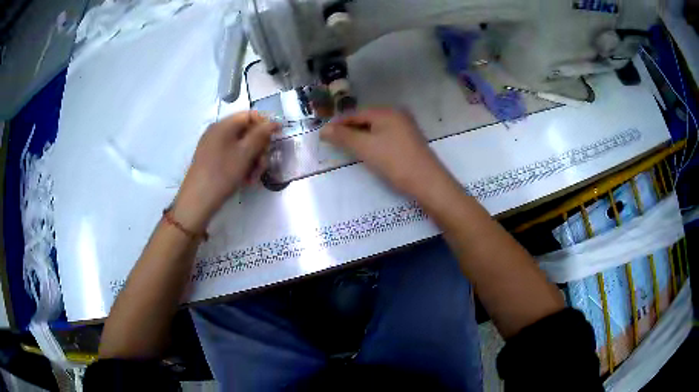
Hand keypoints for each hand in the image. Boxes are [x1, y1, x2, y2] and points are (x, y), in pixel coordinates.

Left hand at [172, 112, 278, 231]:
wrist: (197, 200)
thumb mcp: (245, 153)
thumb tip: (274, 122)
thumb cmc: (222, 173)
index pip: (250, 115)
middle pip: (246, 132)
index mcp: (224, 125)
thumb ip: (261, 135)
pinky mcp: (211, 160)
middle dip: (259, 148)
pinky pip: (232, 156)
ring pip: (241, 147)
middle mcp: (217, 132)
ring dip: (252, 161)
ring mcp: (213, 146)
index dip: (265, 124)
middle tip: (263, 165)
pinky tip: (245, 180)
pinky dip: (241, 166)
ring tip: (253, 178)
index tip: (277, 139)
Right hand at [321, 109, 455, 200]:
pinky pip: (385, 136)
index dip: (338, 123)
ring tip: (348, 148)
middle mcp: (397, 115)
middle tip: (334, 142)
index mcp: (386, 112)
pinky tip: (369, 151)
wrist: (427, 182)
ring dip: (360, 137)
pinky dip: (373, 142)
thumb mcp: (365, 147)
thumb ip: (343, 137)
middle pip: (366, 119)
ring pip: (376, 129)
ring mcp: (405, 127)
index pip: (355, 114)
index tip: (323, 135)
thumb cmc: (394, 161)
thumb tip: (323, 129)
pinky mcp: (409, 141)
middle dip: (349, 130)